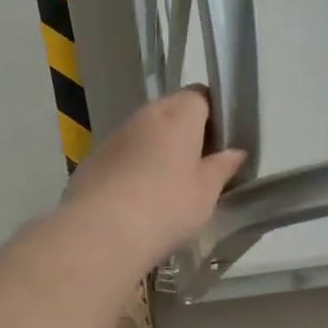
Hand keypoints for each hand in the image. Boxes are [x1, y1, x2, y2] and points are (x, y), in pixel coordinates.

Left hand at [62, 89, 246, 272]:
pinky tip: (138, 198)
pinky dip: (133, 167)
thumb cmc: (166, 207)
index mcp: (177, 115)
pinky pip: (122, 155)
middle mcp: (144, 116)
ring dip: (158, 150)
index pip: (200, 95)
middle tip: (199, 167)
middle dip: (186, 133)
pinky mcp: (93, 160)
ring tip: (168, 186)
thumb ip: (222, 167)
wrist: (100, 232)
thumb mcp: (206, 192)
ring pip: (144, 134)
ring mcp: (114, 137)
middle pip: (170, 111)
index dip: (213, 115)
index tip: (221, 144)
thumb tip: (235, 152)